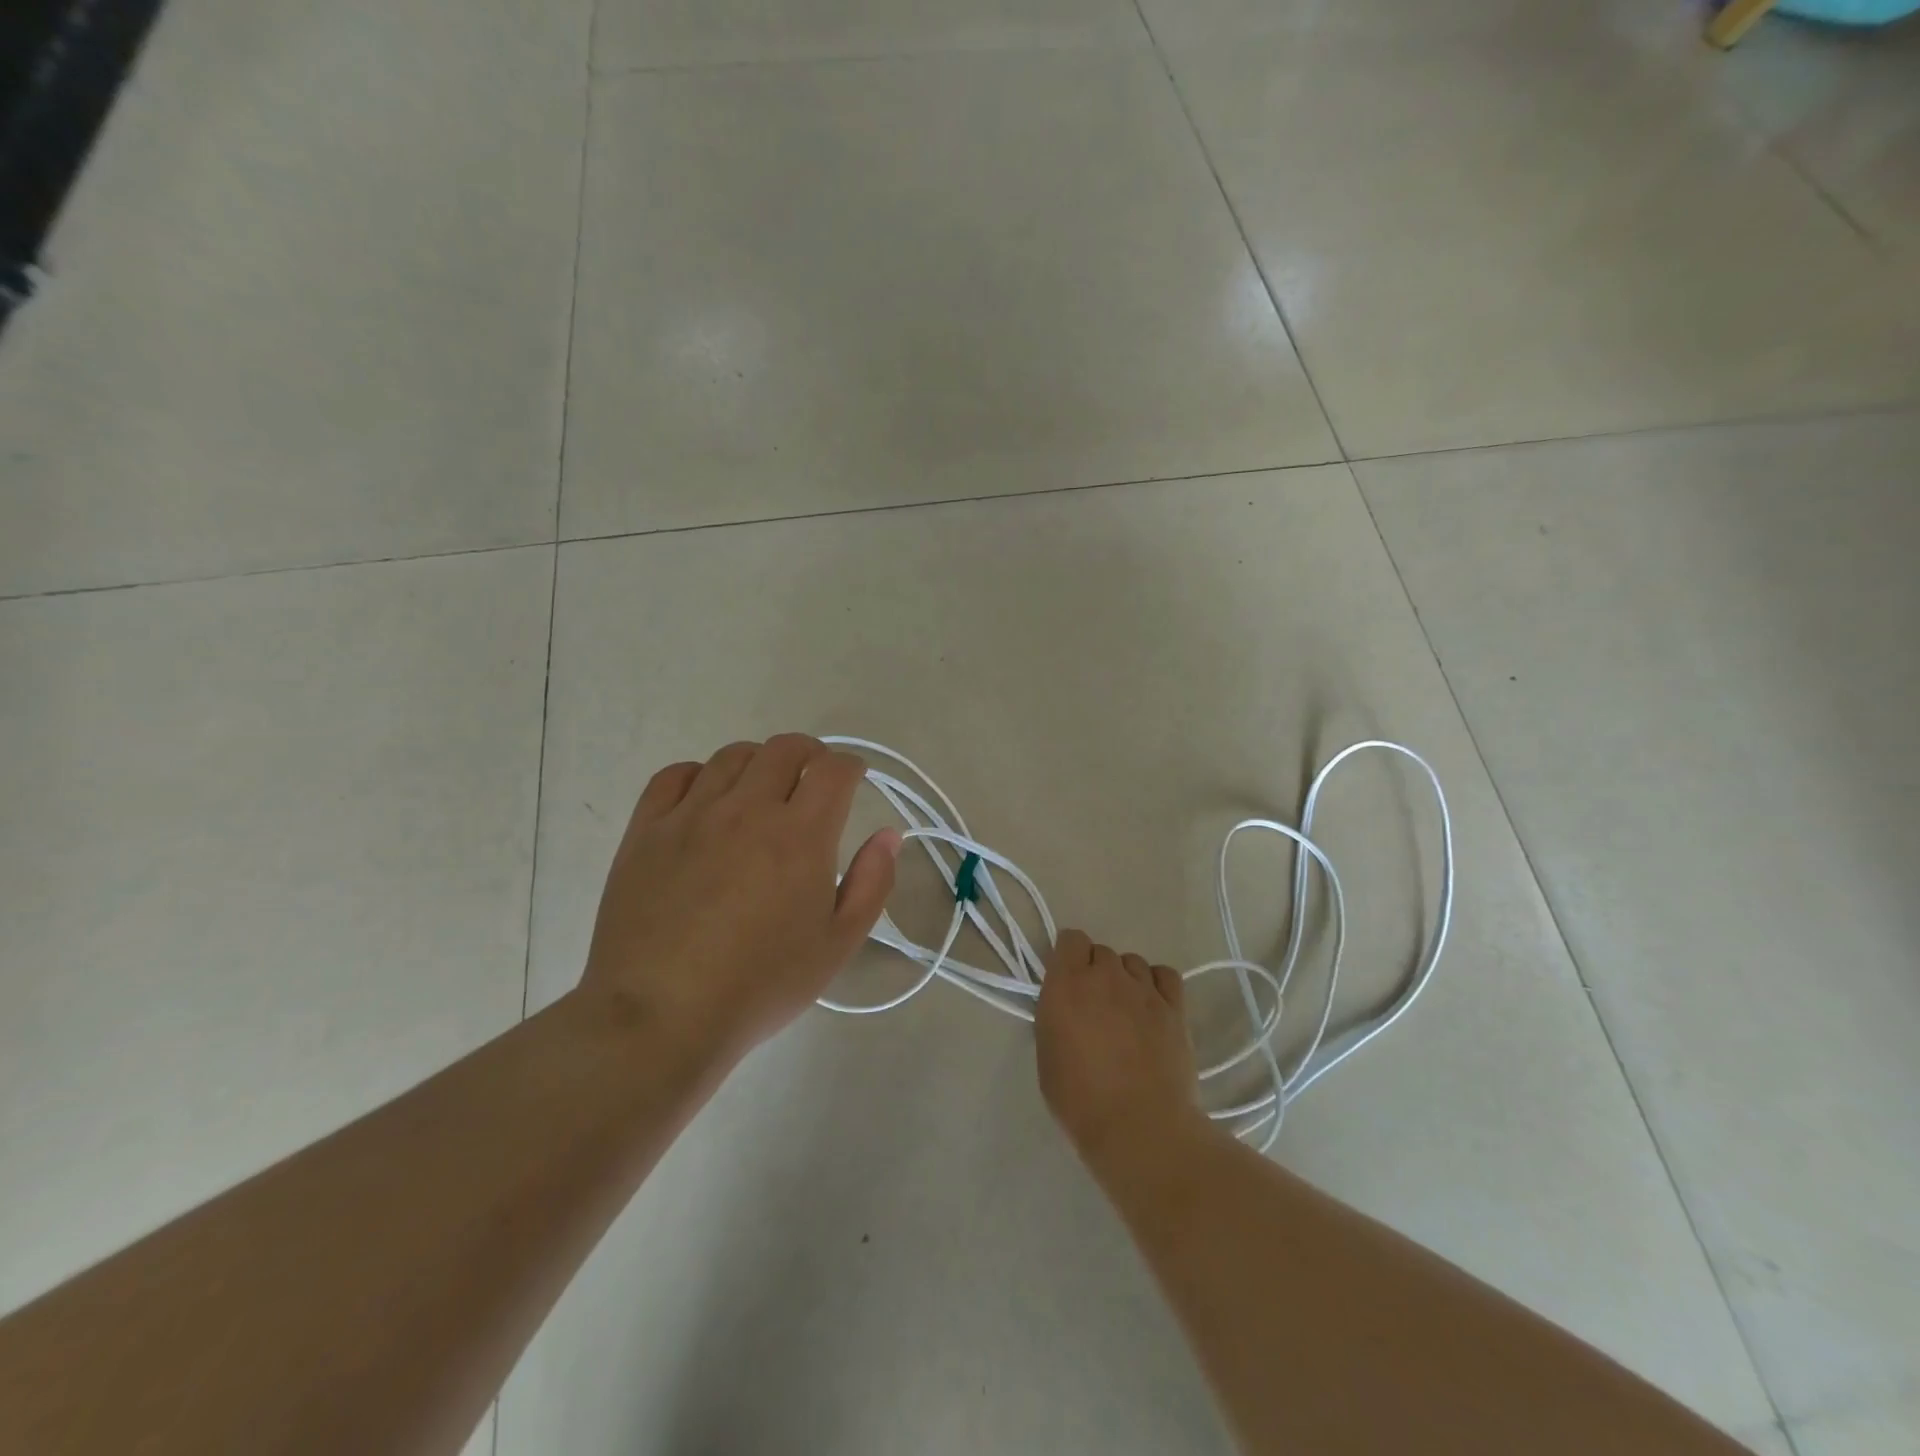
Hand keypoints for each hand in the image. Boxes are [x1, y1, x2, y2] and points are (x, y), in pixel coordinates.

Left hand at [579, 735, 900, 1063]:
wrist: (660, 1016)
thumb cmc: (760, 985)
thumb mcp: (837, 945)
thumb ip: (871, 883)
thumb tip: (888, 835)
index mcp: (800, 835)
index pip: (833, 769)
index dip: (850, 766)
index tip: (854, 779)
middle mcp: (747, 810)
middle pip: (785, 748)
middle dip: (810, 753)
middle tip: (814, 777)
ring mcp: (692, 815)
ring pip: (733, 756)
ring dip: (759, 762)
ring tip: (763, 788)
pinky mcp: (647, 830)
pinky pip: (675, 776)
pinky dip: (700, 774)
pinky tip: (706, 798)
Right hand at [1035, 930, 1203, 1172]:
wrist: (1140, 1128)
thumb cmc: (1081, 1100)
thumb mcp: (1048, 1056)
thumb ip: (1056, 1017)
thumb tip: (1067, 1007)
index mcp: (1066, 984)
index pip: (1070, 939)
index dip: (1069, 957)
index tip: (1067, 980)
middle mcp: (1105, 976)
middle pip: (1101, 952)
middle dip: (1096, 972)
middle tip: (1095, 1008)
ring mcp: (1143, 989)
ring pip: (1132, 962)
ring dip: (1125, 979)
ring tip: (1126, 1012)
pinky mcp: (1174, 1007)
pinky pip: (1165, 975)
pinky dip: (1156, 984)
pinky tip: (1152, 1006)